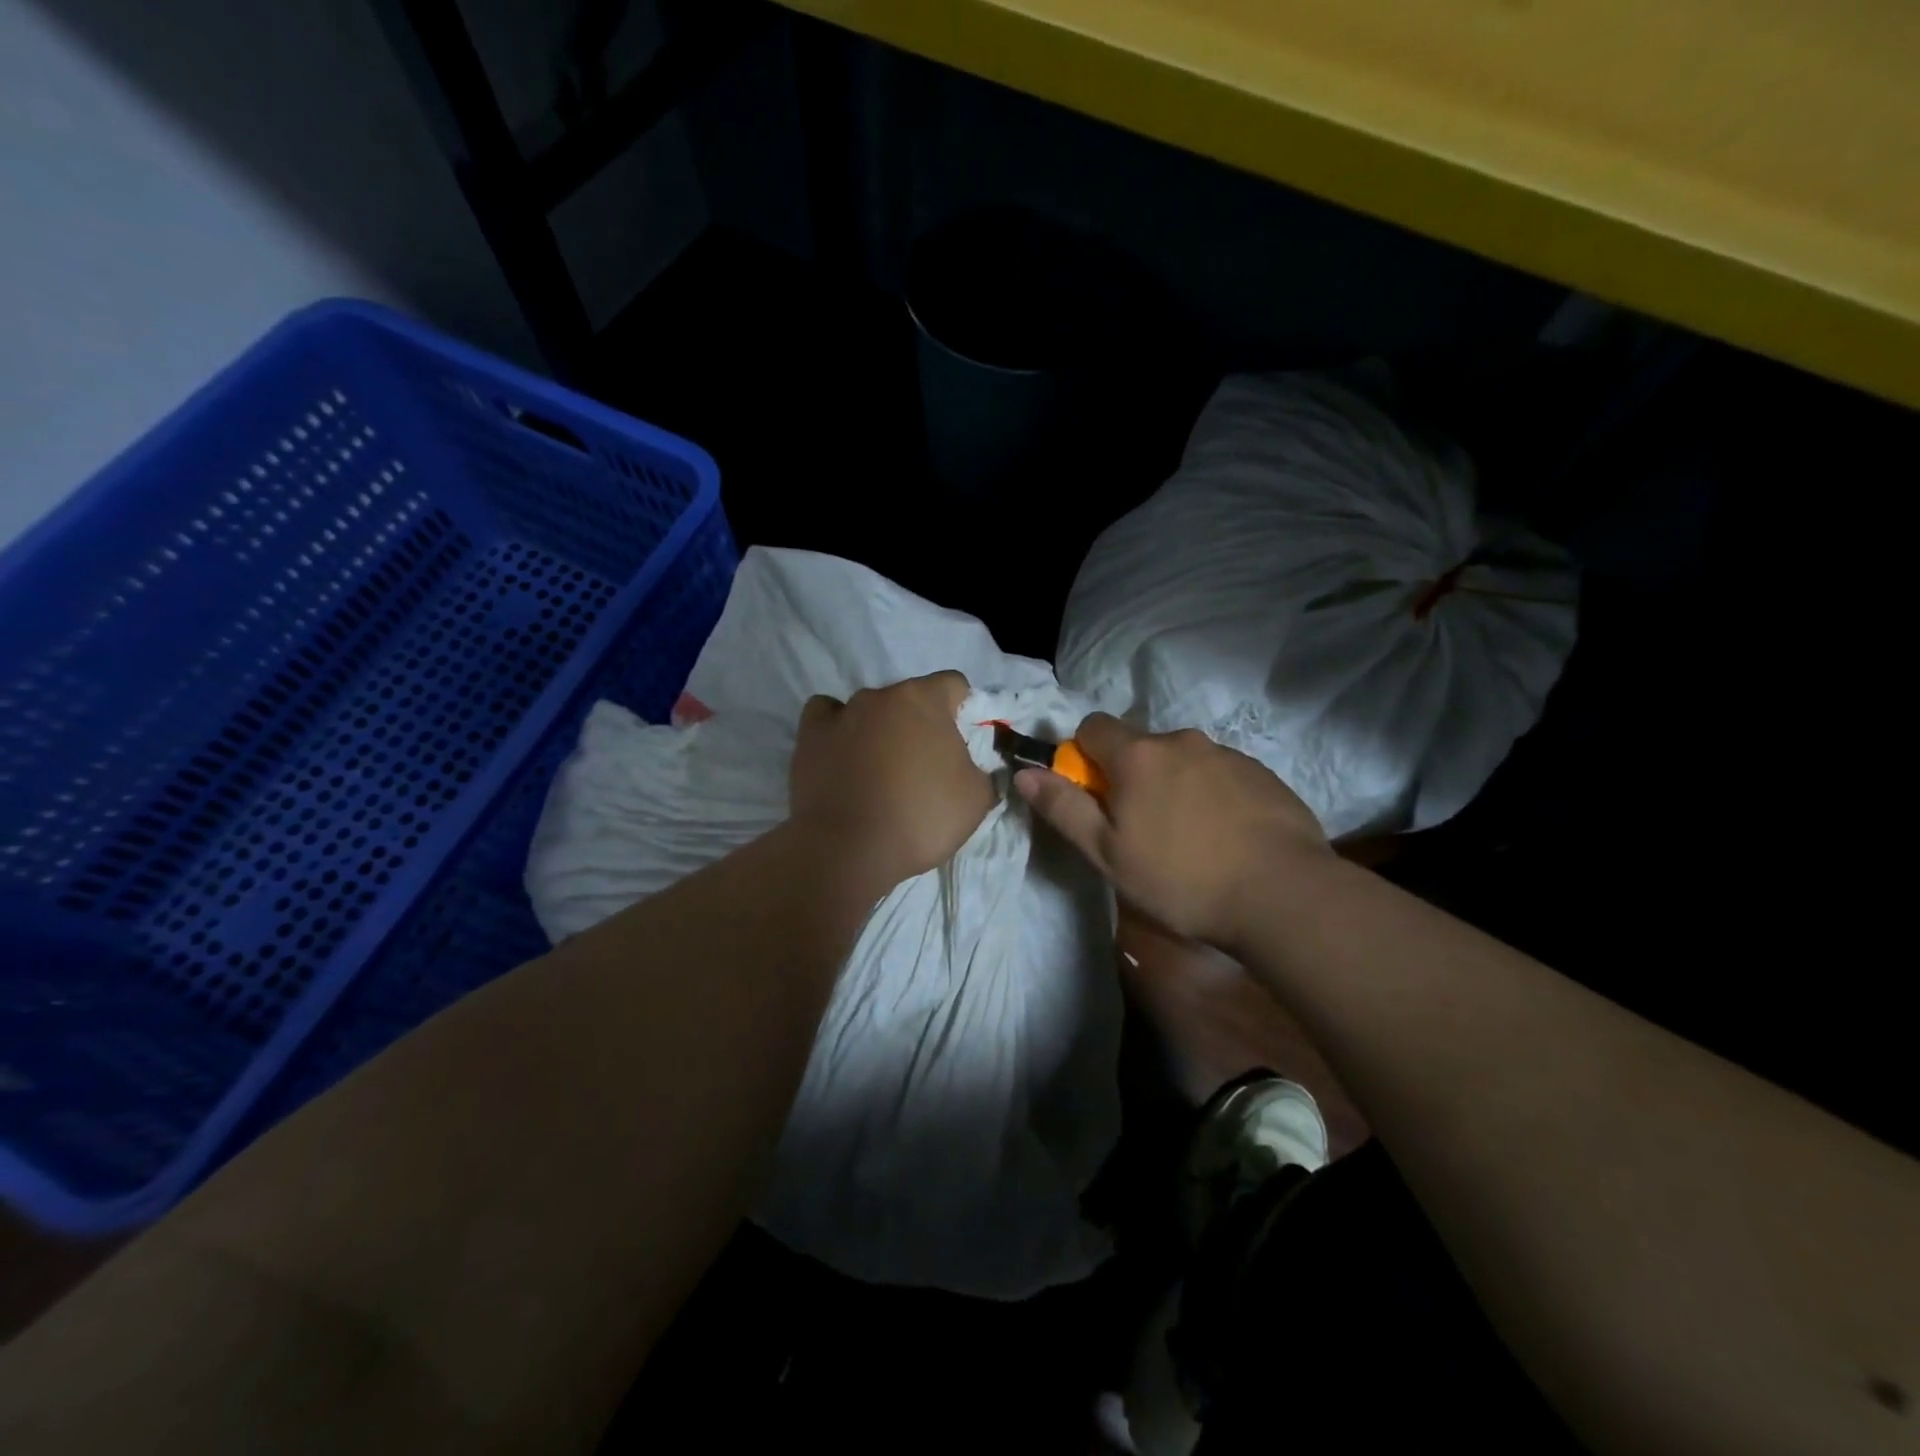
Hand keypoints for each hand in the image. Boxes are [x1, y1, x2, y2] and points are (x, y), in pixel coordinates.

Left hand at [789, 671, 994, 892]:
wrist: (848, 850)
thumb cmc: (920, 817)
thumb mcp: (976, 799)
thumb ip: (982, 771)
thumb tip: (974, 767)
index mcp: (923, 699)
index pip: (953, 684)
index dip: (963, 709)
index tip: (962, 742)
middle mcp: (879, 695)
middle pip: (909, 699)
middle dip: (920, 724)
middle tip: (924, 766)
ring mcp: (840, 713)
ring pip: (869, 710)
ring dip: (880, 730)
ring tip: (880, 770)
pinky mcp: (809, 736)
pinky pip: (826, 717)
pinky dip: (837, 729)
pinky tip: (843, 752)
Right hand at [1016, 715, 1328, 945]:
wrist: (1282, 894)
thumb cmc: (1181, 878)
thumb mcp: (1107, 853)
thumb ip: (1063, 808)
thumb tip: (1024, 773)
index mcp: (1138, 755)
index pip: (1093, 726)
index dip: (1083, 755)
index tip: (1093, 794)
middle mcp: (1181, 741)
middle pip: (1140, 745)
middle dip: (1131, 775)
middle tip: (1140, 829)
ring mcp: (1228, 754)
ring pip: (1182, 760)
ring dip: (1173, 785)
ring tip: (1188, 839)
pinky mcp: (1263, 773)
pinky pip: (1220, 774)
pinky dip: (1211, 795)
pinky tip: (1225, 838)